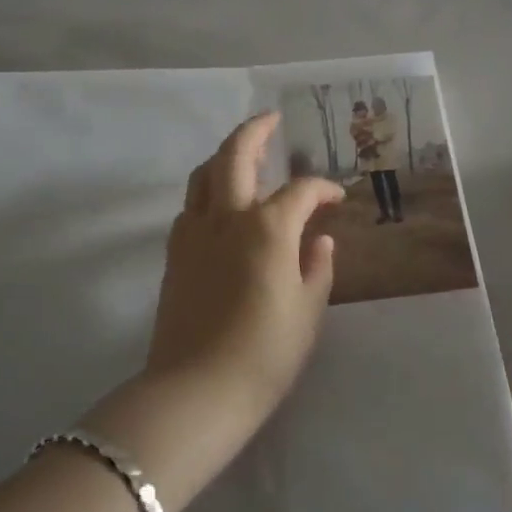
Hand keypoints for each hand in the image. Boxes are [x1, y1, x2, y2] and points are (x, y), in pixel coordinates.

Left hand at [146, 112, 342, 414]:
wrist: (196, 391)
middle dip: (255, 131)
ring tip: (243, 156)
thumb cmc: (265, 353)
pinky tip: (221, 206)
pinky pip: (191, 206)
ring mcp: (194, 233)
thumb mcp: (308, 311)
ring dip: (224, 157)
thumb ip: (317, 267)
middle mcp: (227, 218)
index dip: (322, 189)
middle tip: (271, 120)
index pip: (300, 191)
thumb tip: (318, 240)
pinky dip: (207, 192)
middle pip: (235, 156)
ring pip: (204, 175)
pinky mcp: (175, 254)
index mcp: (267, 228)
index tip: (336, 198)